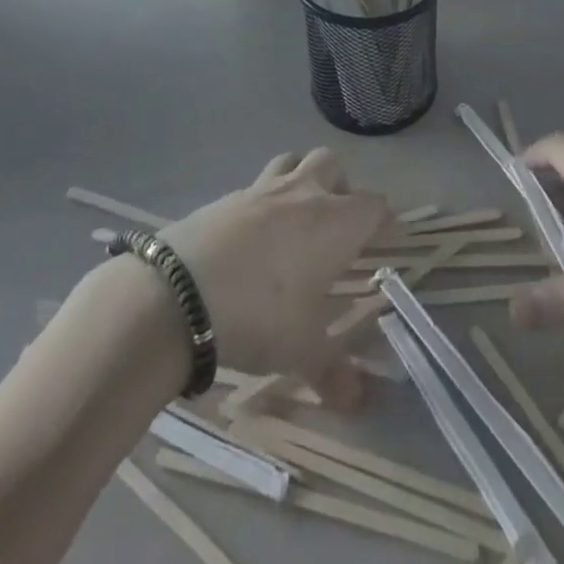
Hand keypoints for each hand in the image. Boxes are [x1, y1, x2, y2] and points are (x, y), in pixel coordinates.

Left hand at [160, 148, 387, 408]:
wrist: (177, 294)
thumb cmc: (259, 314)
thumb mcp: (300, 350)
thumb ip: (333, 372)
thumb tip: (359, 401)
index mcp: (333, 222)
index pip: (374, 205)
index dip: (384, 221)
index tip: (386, 240)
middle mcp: (302, 194)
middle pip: (331, 164)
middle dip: (340, 186)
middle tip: (336, 225)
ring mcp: (260, 190)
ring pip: (291, 162)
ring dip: (300, 180)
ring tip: (295, 220)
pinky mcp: (224, 198)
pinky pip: (254, 188)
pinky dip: (261, 204)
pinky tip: (251, 240)